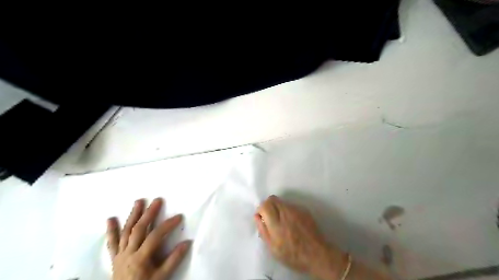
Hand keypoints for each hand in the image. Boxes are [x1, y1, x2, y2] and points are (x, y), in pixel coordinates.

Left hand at [106, 198, 191, 279]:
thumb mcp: (162, 277)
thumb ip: (174, 260)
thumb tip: (187, 242)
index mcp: (141, 258)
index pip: (155, 236)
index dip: (167, 225)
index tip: (179, 216)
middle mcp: (128, 253)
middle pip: (139, 229)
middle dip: (149, 213)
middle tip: (157, 200)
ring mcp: (120, 254)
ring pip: (126, 231)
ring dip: (133, 215)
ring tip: (138, 201)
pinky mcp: (114, 257)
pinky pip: (112, 242)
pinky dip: (111, 230)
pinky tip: (110, 219)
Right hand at [255, 196, 345, 278]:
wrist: (317, 254)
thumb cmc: (292, 255)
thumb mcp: (273, 248)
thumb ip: (263, 230)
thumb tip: (257, 216)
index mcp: (276, 223)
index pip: (265, 205)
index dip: (261, 209)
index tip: (262, 218)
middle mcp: (286, 212)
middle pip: (272, 199)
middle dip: (268, 206)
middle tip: (270, 218)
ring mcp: (297, 210)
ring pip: (282, 202)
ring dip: (278, 209)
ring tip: (283, 222)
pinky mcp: (304, 210)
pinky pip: (292, 206)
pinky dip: (288, 211)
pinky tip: (293, 223)